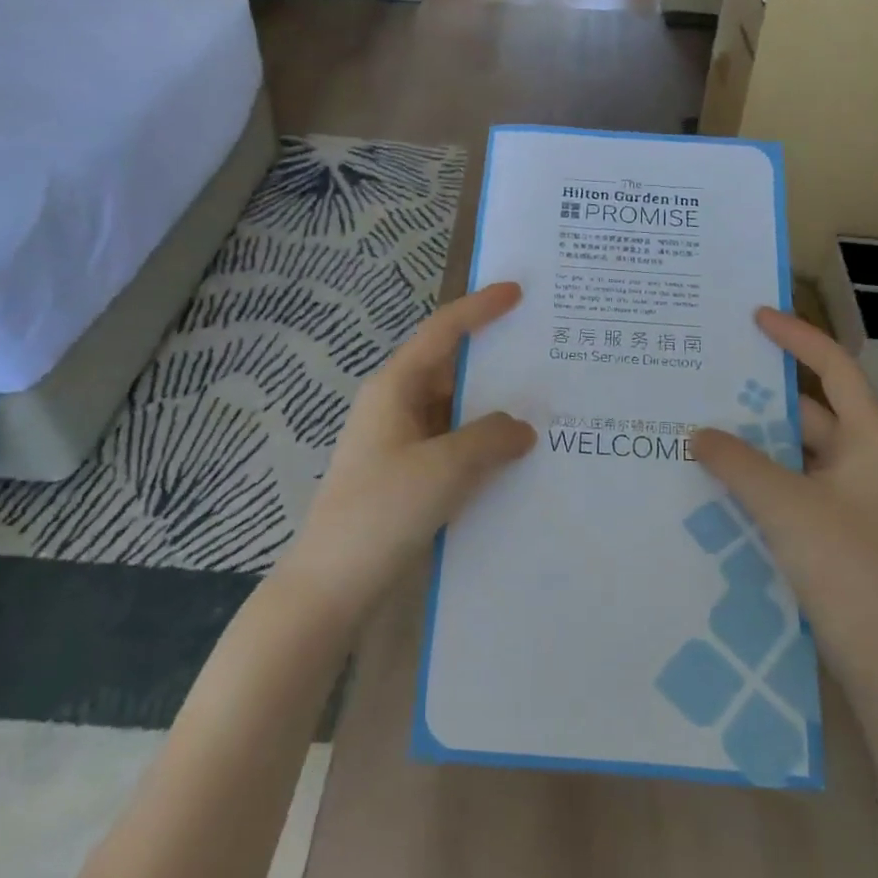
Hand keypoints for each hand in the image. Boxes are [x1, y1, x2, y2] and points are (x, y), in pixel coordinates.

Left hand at [275, 284, 534, 623]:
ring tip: (545, 404)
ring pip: (455, 410)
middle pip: (452, 368)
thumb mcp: (445, 467)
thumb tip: (522, 427)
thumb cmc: (382, 511)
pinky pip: (453, 445)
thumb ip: (491, 437)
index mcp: (395, 387)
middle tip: (545, 353)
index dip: (480, 308)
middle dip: (495, 361)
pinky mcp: (407, 475)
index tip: (517, 292)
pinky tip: (516, 457)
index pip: (442, 331)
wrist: (331, 585)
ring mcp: (400, 442)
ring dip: (493, 409)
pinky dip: (482, 444)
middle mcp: (396, 406)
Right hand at [693, 308, 877, 682]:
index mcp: (868, 439)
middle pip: (808, 409)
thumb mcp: (785, 506)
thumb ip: (737, 463)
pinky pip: (788, 485)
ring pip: (793, 451)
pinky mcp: (831, 529)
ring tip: (698, 424)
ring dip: (752, 440)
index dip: (796, 336)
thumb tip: (698, 433)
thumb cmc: (847, 567)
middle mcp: (861, 459)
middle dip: (760, 395)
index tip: (754, 317)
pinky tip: (715, 480)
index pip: (834, 367)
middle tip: (708, 375)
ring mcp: (847, 497)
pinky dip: (756, 477)